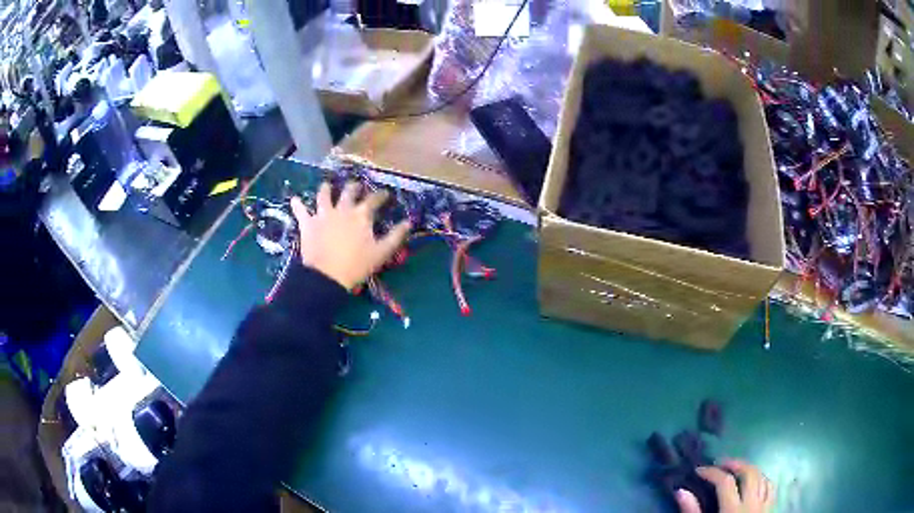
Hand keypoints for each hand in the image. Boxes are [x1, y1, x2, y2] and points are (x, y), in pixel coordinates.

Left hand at [290, 181, 410, 289]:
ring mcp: (322, 214)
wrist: (326, 276)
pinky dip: (297, 204)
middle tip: (356, 185)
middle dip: (354, 186)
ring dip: (326, 188)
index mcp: (361, 215)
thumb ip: (396, 236)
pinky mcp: (307, 223)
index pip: (373, 200)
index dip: (381, 195)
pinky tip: (294, 199)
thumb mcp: (381, 252)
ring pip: (323, 195)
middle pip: (348, 192)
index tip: (385, 194)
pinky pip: (300, 211)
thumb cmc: (356, 265)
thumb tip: (409, 222)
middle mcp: (342, 209)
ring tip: (327, 185)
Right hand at [676, 460, 773, 512]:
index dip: (711, 472)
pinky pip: (770, 486)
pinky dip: (762, 479)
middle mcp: (751, 503)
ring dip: (748, 469)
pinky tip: (753, 481)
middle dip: (734, 464)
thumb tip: (680, 491)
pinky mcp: (771, 507)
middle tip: (720, 464)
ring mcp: (764, 504)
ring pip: (761, 476)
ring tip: (736, 469)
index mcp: (732, 510)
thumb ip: (692, 512)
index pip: (724, 482)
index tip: (698, 470)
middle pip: (748, 473)